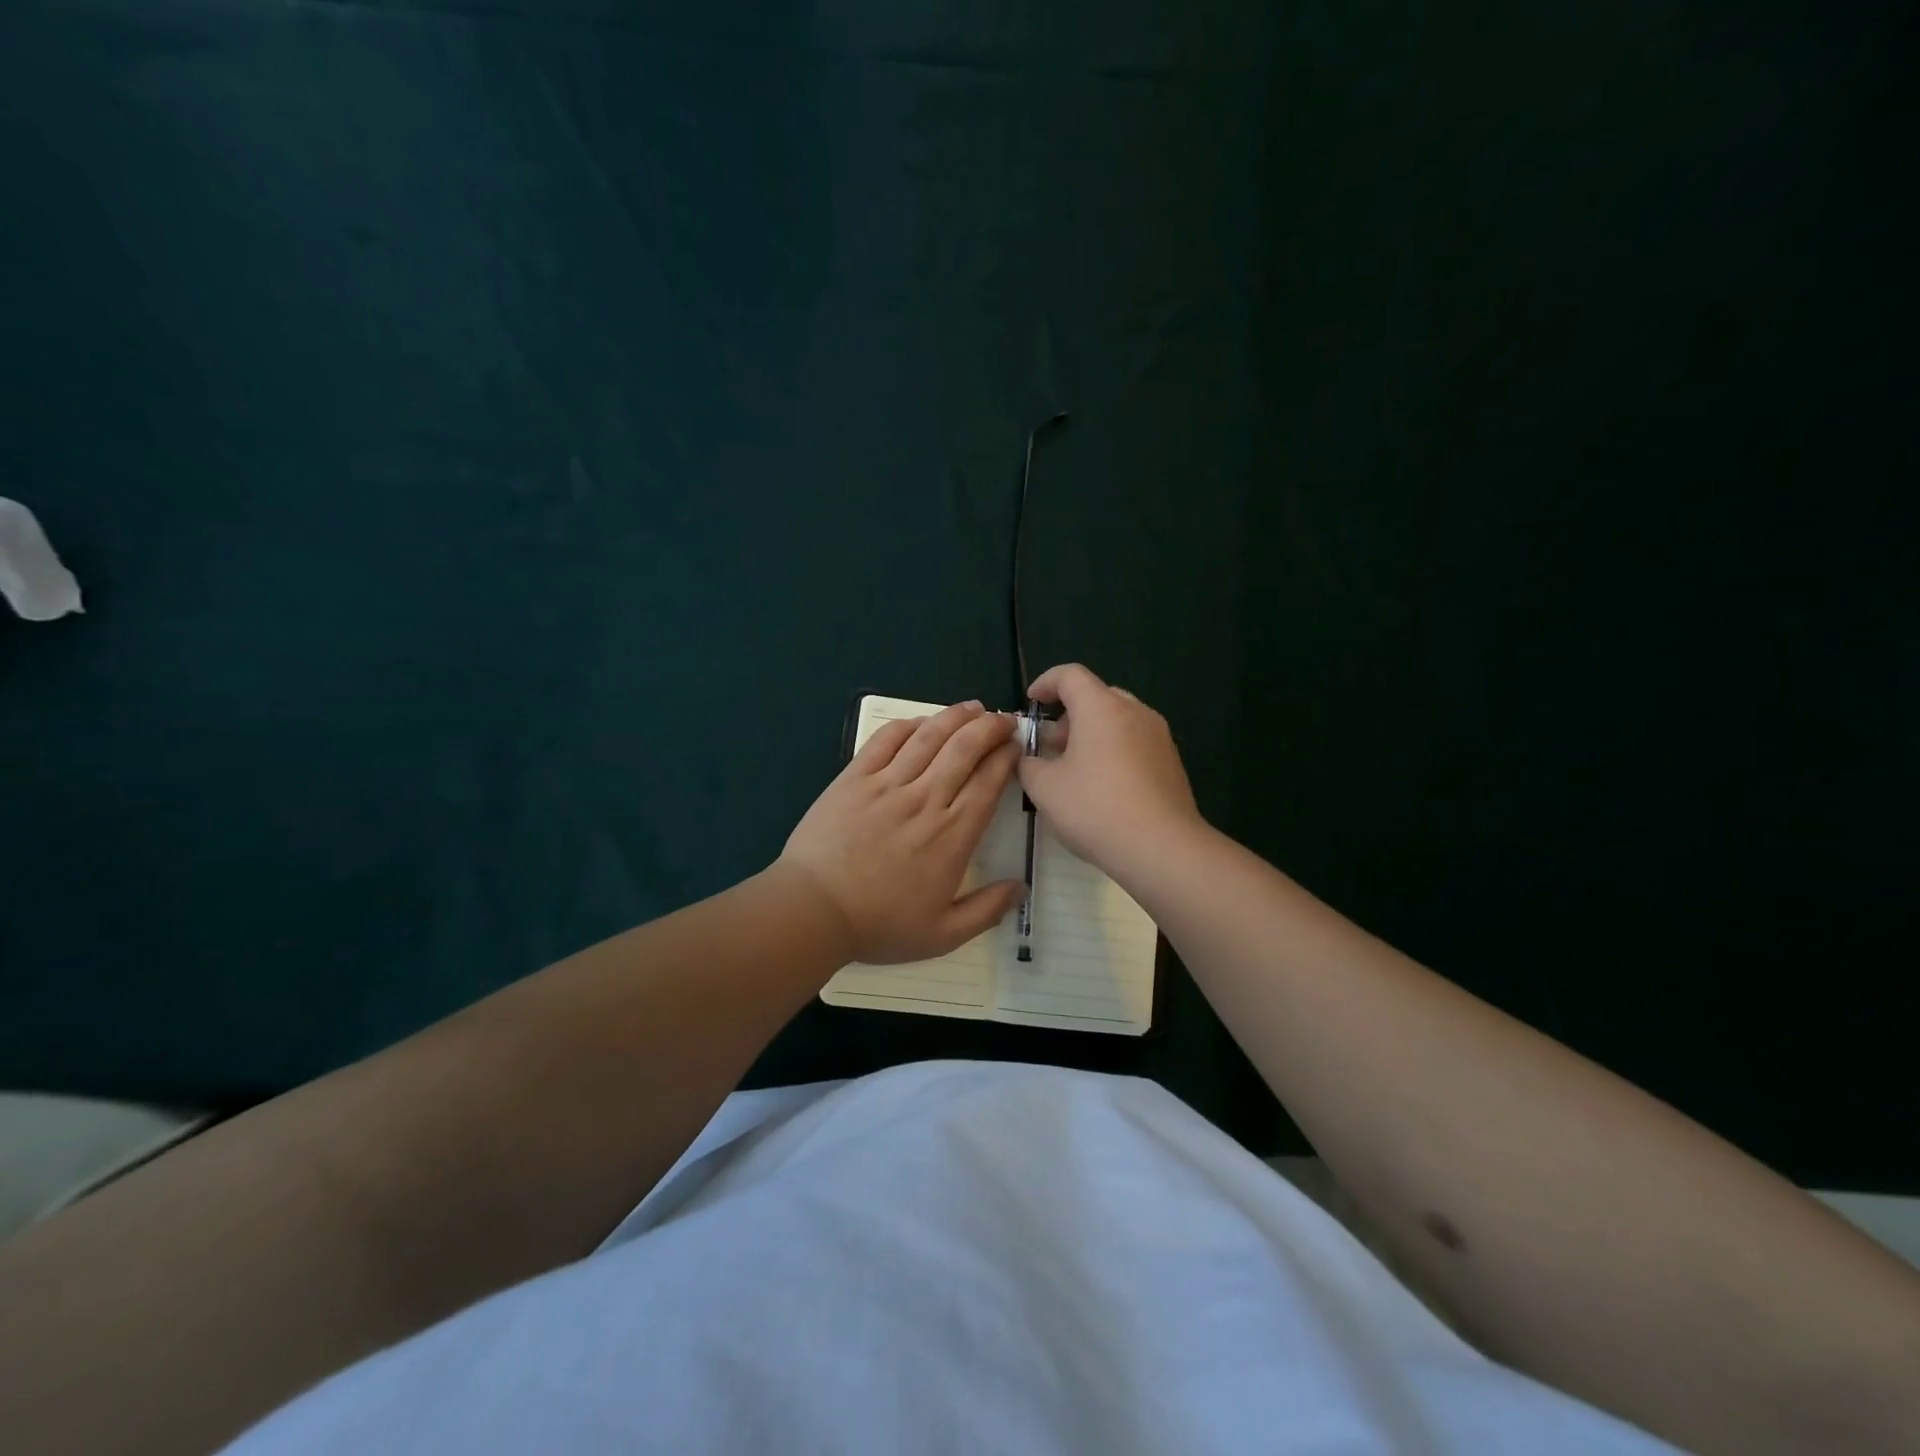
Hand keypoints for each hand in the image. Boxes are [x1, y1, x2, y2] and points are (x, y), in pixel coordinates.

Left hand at [779, 701, 1024, 964]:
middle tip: (1004, 720)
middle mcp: (925, 800)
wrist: (813, 911)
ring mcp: (887, 785)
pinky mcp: (854, 778)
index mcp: (952, 835)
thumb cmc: (879, 925)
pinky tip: (921, 722)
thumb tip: (1019, 887)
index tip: (1016, 746)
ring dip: (955, 716)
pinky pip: (886, 740)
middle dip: (990, 727)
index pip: (988, 782)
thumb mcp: (943, 935)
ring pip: (929, 737)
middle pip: (964, 748)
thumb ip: (986, 911)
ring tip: (973, 707)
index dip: (1006, 757)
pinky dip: (908, 725)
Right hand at [1017, 664, 1202, 873]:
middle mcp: (1134, 711)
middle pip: (1097, 695)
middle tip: (1051, 743)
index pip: (1070, 675)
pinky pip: (1135, 741)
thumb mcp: (1044, 788)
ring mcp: (1158, 736)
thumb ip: (1028, 765)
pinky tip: (1103, 784)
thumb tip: (1028, 758)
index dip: (1045, 683)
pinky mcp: (1171, 761)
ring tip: (1074, 767)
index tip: (1031, 702)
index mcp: (1101, 708)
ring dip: (1092, 732)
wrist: (1161, 847)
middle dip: (1069, 713)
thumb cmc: (1095, 808)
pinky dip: (1114, 749)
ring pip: (1119, 719)